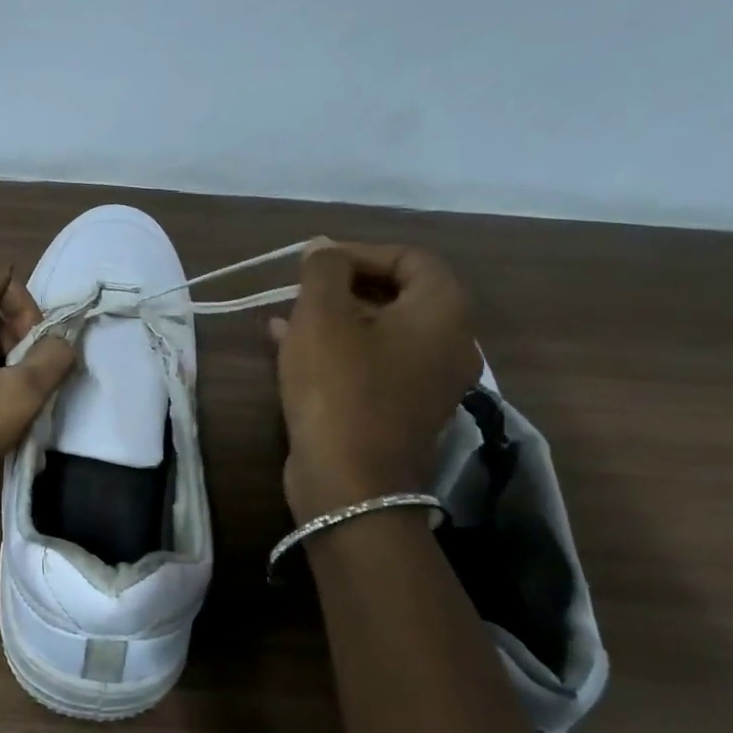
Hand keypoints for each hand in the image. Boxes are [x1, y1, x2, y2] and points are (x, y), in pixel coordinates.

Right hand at [270, 242, 477, 521]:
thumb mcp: (322, 316)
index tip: (315, 262)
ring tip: (285, 314)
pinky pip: (371, 362)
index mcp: (443, 313)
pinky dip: (336, 348)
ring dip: (334, 316)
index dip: (360, 251)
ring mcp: (426, 381)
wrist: (349, 483)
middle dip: (343, 285)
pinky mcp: (400, 409)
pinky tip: (287, 344)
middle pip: (397, 294)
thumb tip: (324, 249)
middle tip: (299, 288)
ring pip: (379, 330)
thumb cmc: (339, 387)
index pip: (410, 258)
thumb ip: (324, 270)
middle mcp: (448, 343)